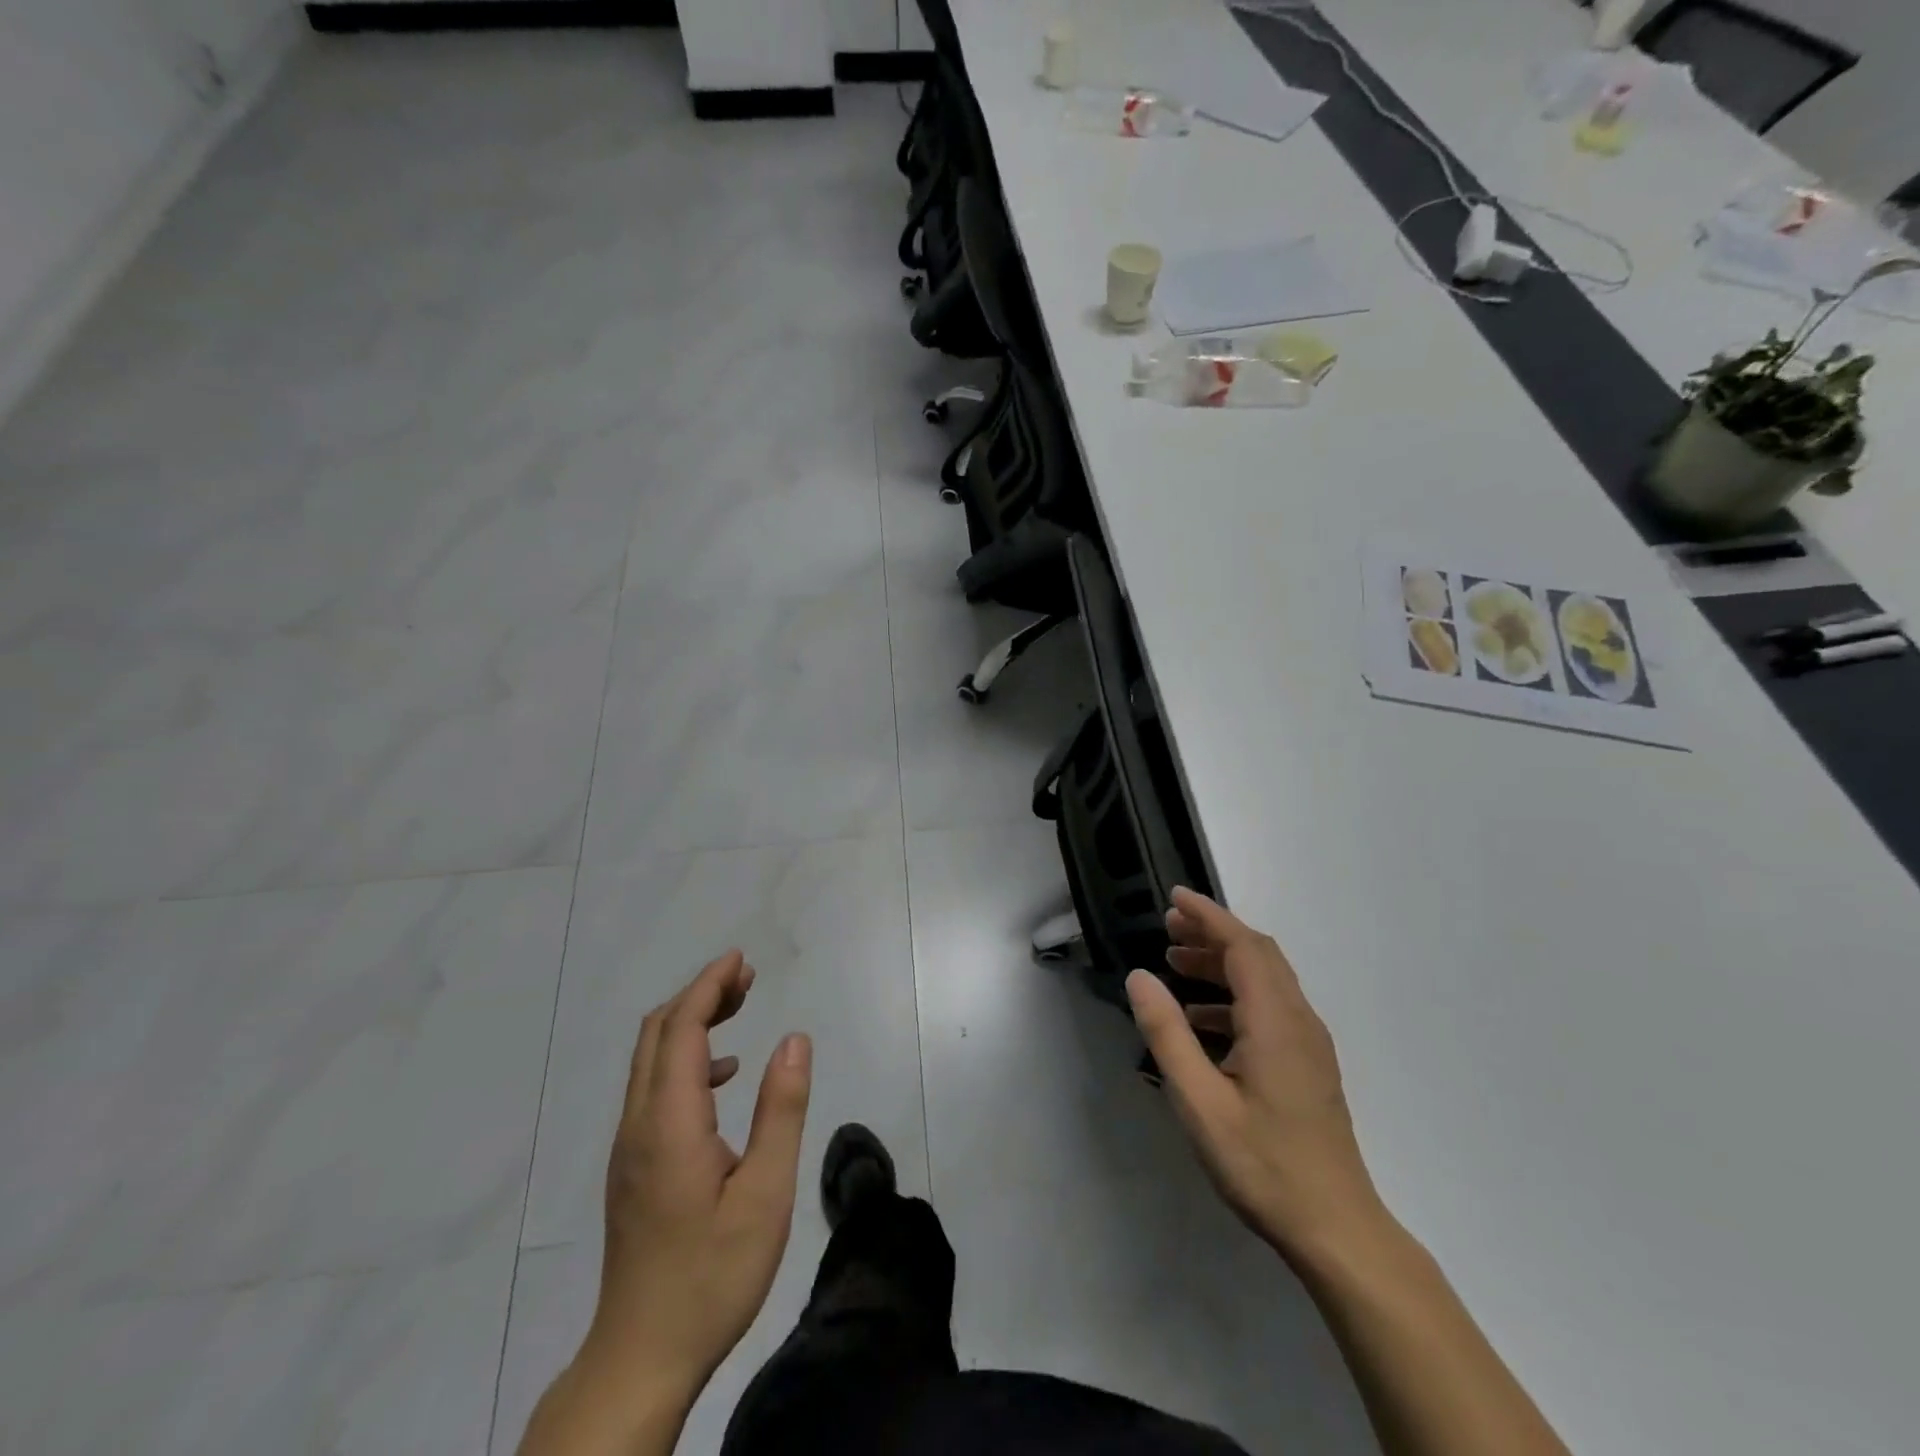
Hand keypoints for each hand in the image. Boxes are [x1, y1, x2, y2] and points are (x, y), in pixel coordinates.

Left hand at [582, 951, 812, 1404]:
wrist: (640, 1357)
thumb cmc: (711, 1274)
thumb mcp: (765, 1193)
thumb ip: (781, 1110)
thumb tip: (795, 1038)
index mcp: (669, 1122)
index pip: (681, 1029)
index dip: (709, 986)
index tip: (740, 959)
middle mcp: (639, 1124)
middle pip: (658, 1033)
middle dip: (700, 994)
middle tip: (746, 978)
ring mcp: (629, 1147)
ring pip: (651, 1060)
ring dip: (692, 1024)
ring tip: (740, 1010)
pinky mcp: (633, 1167)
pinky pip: (654, 1088)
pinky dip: (687, 1061)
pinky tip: (726, 1079)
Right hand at [1126, 888, 1384, 1263]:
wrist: (1336, 1229)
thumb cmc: (1263, 1163)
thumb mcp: (1199, 1100)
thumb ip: (1167, 1033)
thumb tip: (1140, 977)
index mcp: (1275, 1021)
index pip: (1243, 946)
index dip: (1208, 916)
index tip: (1175, 898)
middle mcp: (1299, 1020)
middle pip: (1258, 955)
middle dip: (1213, 933)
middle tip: (1169, 929)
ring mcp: (1309, 1044)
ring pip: (1266, 980)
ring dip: (1222, 963)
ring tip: (1177, 965)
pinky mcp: (1309, 1065)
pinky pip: (1271, 1007)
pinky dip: (1235, 995)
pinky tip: (1203, 1019)